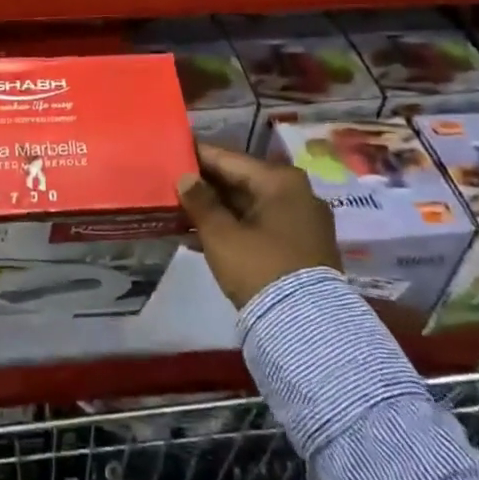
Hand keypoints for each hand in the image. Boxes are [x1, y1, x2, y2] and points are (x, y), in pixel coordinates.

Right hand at [179, 142, 340, 309]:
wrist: (306, 327)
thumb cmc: (259, 268)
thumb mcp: (221, 234)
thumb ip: (200, 201)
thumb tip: (185, 178)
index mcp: (281, 180)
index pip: (229, 159)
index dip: (198, 156)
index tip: (173, 152)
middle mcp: (298, 193)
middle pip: (242, 181)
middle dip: (208, 186)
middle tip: (173, 183)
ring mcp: (304, 221)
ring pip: (251, 205)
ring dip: (219, 209)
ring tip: (183, 209)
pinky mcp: (304, 246)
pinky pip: (262, 224)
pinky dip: (236, 226)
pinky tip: (206, 233)